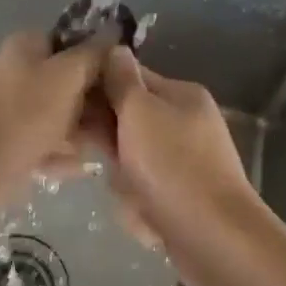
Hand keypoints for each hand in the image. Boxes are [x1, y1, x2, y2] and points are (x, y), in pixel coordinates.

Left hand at [0, 31, 109, 194]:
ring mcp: (13, 108)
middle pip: (69, 82)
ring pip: (60, 115)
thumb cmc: (26, 112)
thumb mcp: (68, 75)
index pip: (72, 43)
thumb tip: (114, 32)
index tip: (123, 80)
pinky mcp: (11, 140)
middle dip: (94, 104)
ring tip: (100, 149)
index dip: (100, 60)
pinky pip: (46, 142)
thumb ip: (94, 54)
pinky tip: (78, 167)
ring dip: (81, 132)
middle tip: (118, 122)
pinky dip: (61, 154)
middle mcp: (18, 71)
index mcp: (27, 47)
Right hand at [96, 47, 264, 281]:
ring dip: (123, 178)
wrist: (215, 238)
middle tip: (102, 158)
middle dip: (110, 143)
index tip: (71, 108)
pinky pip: (145, 189)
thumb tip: (114, 48)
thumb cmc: (173, 166)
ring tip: (132, 193)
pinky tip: (142, 214)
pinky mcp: (183, 193)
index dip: (99, 90)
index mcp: (182, 94)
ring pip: (132, 159)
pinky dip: (138, 202)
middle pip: (128, 120)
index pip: (129, 77)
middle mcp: (187, 121)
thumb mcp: (139, 112)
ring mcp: (186, 159)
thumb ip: (122, 80)